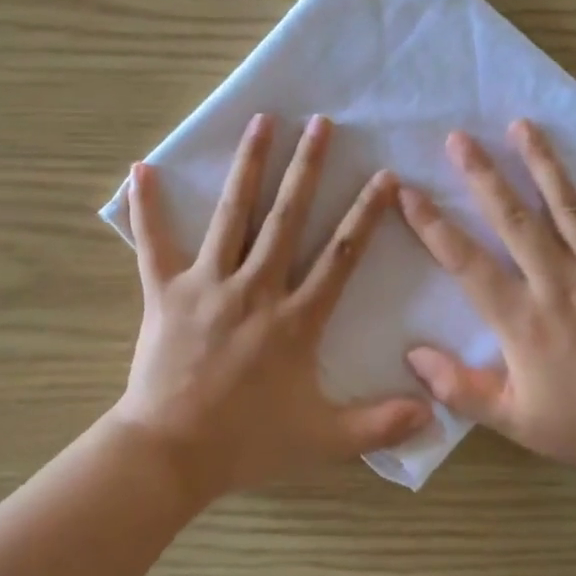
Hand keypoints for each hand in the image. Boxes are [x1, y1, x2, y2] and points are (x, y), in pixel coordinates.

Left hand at [114, 113, 431, 498]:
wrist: (171, 453)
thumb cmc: (247, 442)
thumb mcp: (323, 439)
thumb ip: (379, 424)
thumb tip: (434, 413)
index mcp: (296, 319)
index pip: (340, 256)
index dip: (365, 214)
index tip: (384, 177)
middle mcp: (255, 288)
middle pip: (287, 217)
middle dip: (307, 168)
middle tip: (320, 123)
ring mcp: (208, 285)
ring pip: (232, 215)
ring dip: (249, 165)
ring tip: (262, 121)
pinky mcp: (165, 292)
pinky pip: (153, 243)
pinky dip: (147, 206)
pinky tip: (141, 167)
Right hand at [397, 120, 575, 490]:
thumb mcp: (510, 419)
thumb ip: (458, 388)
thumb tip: (411, 355)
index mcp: (522, 319)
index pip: (466, 262)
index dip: (432, 225)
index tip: (406, 192)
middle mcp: (559, 284)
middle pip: (514, 219)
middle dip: (483, 175)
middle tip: (460, 137)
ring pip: (570, 208)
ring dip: (544, 164)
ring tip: (523, 126)